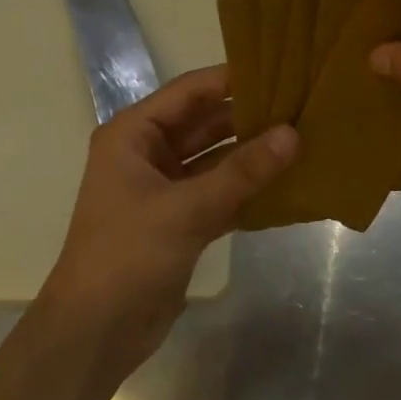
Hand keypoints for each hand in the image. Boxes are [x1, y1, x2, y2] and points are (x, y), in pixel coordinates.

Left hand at [40, 66, 295, 372]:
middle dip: (250, 117)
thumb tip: (293, 134)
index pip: (190, 91)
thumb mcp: (187, 208)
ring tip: (304, 140)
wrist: (96, 331)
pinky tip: (288, 184)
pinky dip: (248, 189)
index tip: (282, 69)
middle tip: (303, 106)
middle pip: (206, 123)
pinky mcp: (181, 221)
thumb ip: (242, 171)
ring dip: (253, 155)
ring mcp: (165, 189)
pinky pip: (221, 192)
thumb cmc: (128, 255)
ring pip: (216, 159)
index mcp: (134, 135)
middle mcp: (148, 154)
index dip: (233, 79)